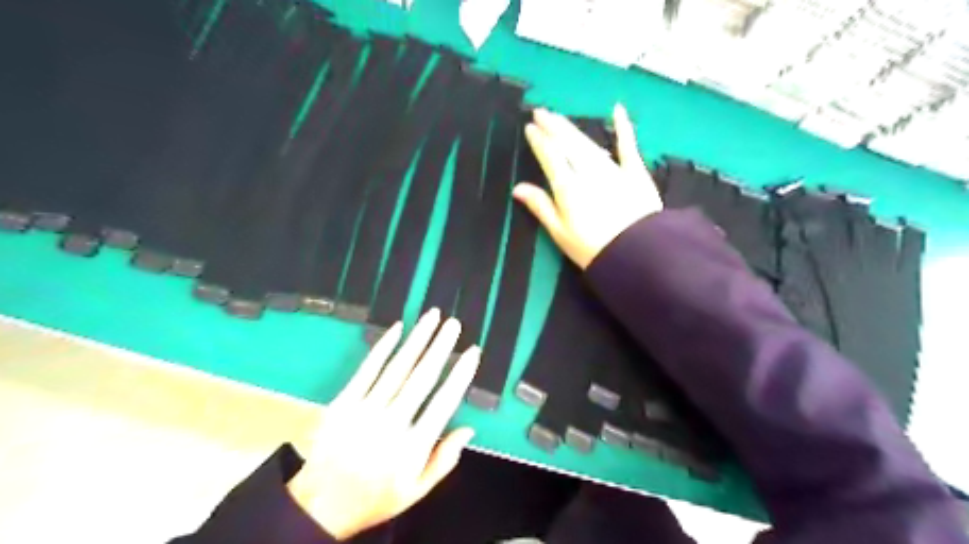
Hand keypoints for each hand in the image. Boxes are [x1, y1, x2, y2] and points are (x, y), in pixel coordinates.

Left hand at [288, 309, 482, 541]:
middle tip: (454, 324)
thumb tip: (469, 429)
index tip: (472, 352)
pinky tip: (397, 328)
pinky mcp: (343, 402)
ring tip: (432, 317)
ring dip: (417, 339)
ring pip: (397, 367)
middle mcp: (391, 424)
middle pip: (421, 377)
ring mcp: (364, 410)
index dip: (460, 375)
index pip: (443, 403)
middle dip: (440, 347)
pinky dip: (383, 346)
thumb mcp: (416, 491)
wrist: (320, 505)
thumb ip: (444, 461)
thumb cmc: (375, 496)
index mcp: (412, 447)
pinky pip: (367, 369)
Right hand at [515, 102, 667, 268]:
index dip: (539, 141)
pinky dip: (624, 128)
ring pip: (589, 143)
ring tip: (560, 117)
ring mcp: (613, 170)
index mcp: (568, 187)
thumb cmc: (593, 249)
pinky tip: (618, 109)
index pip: (550, 157)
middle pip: (568, 144)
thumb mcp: (560, 233)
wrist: (637, 255)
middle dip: (553, 127)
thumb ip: (541, 207)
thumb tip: (517, 188)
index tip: (530, 127)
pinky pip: (628, 146)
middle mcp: (588, 172)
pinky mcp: (635, 172)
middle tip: (541, 112)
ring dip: (573, 128)